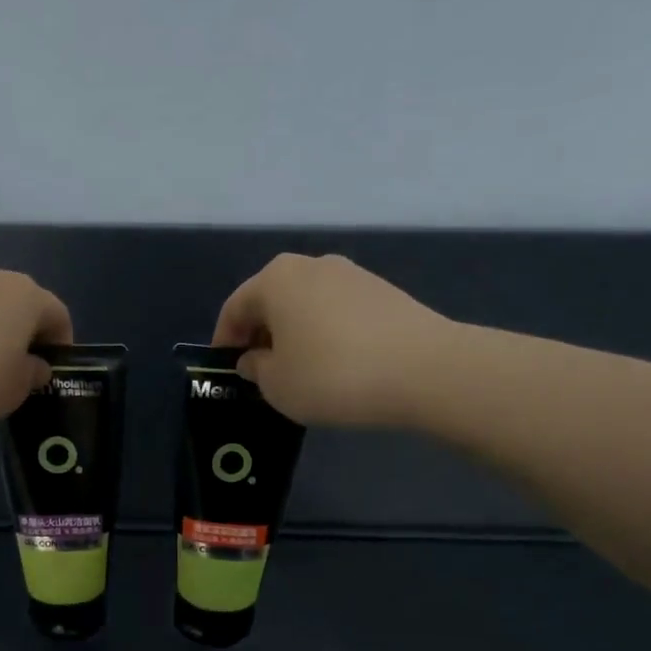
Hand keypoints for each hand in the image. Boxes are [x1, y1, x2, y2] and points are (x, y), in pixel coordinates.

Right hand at [211, 254, 450, 427]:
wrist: (425, 370)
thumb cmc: (333, 376)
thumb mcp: (277, 385)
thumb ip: (256, 369)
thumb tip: (255, 358)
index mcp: (275, 280)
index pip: (235, 308)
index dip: (225, 341)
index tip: (226, 371)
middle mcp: (311, 265)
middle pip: (271, 300)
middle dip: (260, 334)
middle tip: (260, 371)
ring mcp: (352, 274)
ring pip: (306, 304)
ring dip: (294, 333)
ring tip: (299, 370)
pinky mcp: (383, 291)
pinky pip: (337, 311)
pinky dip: (325, 332)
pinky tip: (336, 363)